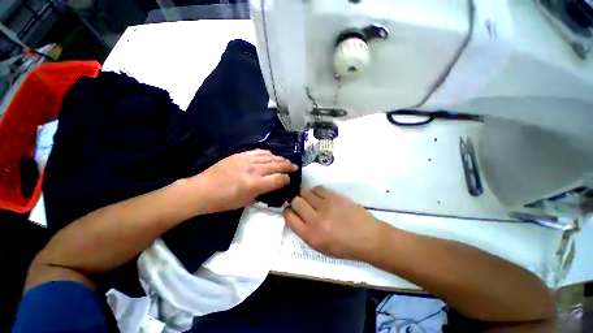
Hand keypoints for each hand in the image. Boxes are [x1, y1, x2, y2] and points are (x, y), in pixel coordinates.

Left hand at [193, 149, 297, 213]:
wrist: (202, 190)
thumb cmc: (225, 201)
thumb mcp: (247, 202)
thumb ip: (264, 192)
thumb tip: (274, 185)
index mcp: (255, 184)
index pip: (279, 179)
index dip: (287, 180)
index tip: (289, 181)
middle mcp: (254, 169)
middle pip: (278, 165)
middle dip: (289, 166)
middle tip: (295, 167)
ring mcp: (247, 160)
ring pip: (271, 157)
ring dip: (281, 159)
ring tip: (286, 162)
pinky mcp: (241, 154)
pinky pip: (260, 151)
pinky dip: (269, 154)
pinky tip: (272, 156)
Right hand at [283, 186, 385, 260]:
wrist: (368, 238)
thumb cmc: (344, 247)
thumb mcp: (320, 247)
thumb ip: (304, 231)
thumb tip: (295, 215)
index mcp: (310, 236)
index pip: (289, 217)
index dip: (287, 211)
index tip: (291, 210)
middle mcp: (315, 220)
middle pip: (295, 201)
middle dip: (295, 201)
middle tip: (301, 204)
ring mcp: (326, 206)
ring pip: (305, 192)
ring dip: (305, 195)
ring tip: (312, 200)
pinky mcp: (335, 196)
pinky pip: (318, 188)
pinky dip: (316, 191)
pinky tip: (320, 196)